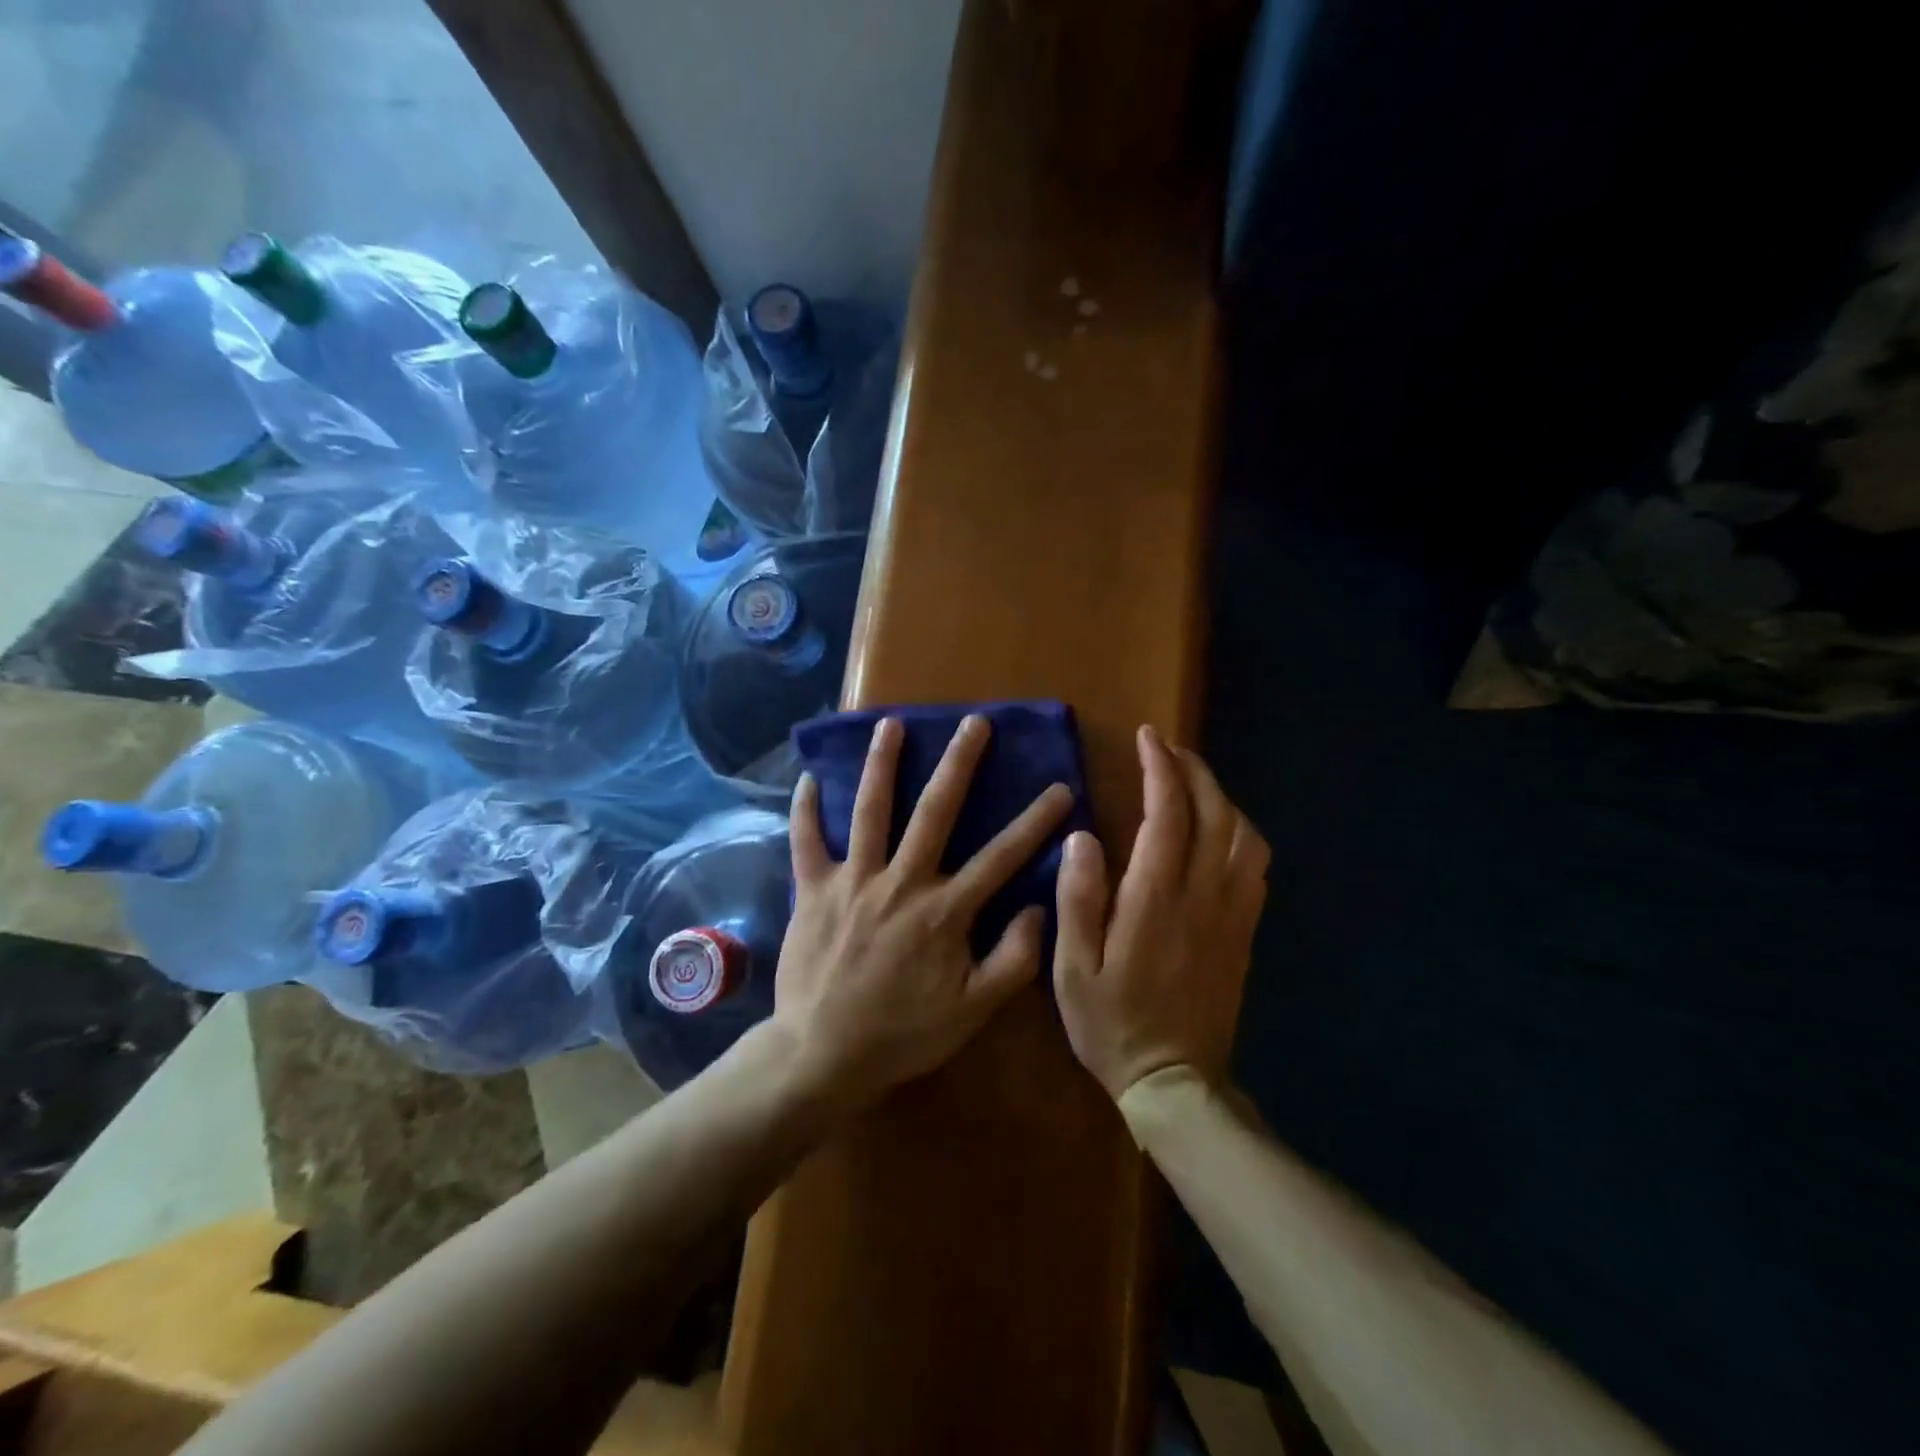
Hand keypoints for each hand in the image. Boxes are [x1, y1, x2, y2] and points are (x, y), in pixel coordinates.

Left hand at [775, 714, 1074, 1110]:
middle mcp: (901, 881)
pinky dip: (805, 809)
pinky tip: (808, 777)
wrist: (823, 1054)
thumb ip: (1014, 959)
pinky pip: (806, 841)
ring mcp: (853, 880)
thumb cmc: (903, 1033)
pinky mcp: (813, 889)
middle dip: (959, 763)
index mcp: (944, 910)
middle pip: (935, 811)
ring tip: (891, 724)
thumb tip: (1038, 908)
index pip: (1001, 856)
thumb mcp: (973, 1010)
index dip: (1036, 821)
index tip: (1060, 788)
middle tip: (974, 723)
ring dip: (882, 764)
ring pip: (870, 810)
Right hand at [1054, 725, 1269, 1100]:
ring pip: (1243, 835)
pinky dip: (1240, 831)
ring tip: (1192, 781)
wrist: (1175, 1082)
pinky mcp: (1244, 931)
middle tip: (1168, 747)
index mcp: (1156, 900)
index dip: (1160, 769)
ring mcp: (1232, 913)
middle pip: (1214, 814)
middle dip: (1194, 770)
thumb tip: (1083, 836)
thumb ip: (1078, 899)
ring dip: (1221, 797)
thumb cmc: (1113, 1023)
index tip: (1148, 738)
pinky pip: (1255, 866)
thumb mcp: (1073, 969)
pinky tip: (1221, 829)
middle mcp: (1202, 896)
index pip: (1168, 815)